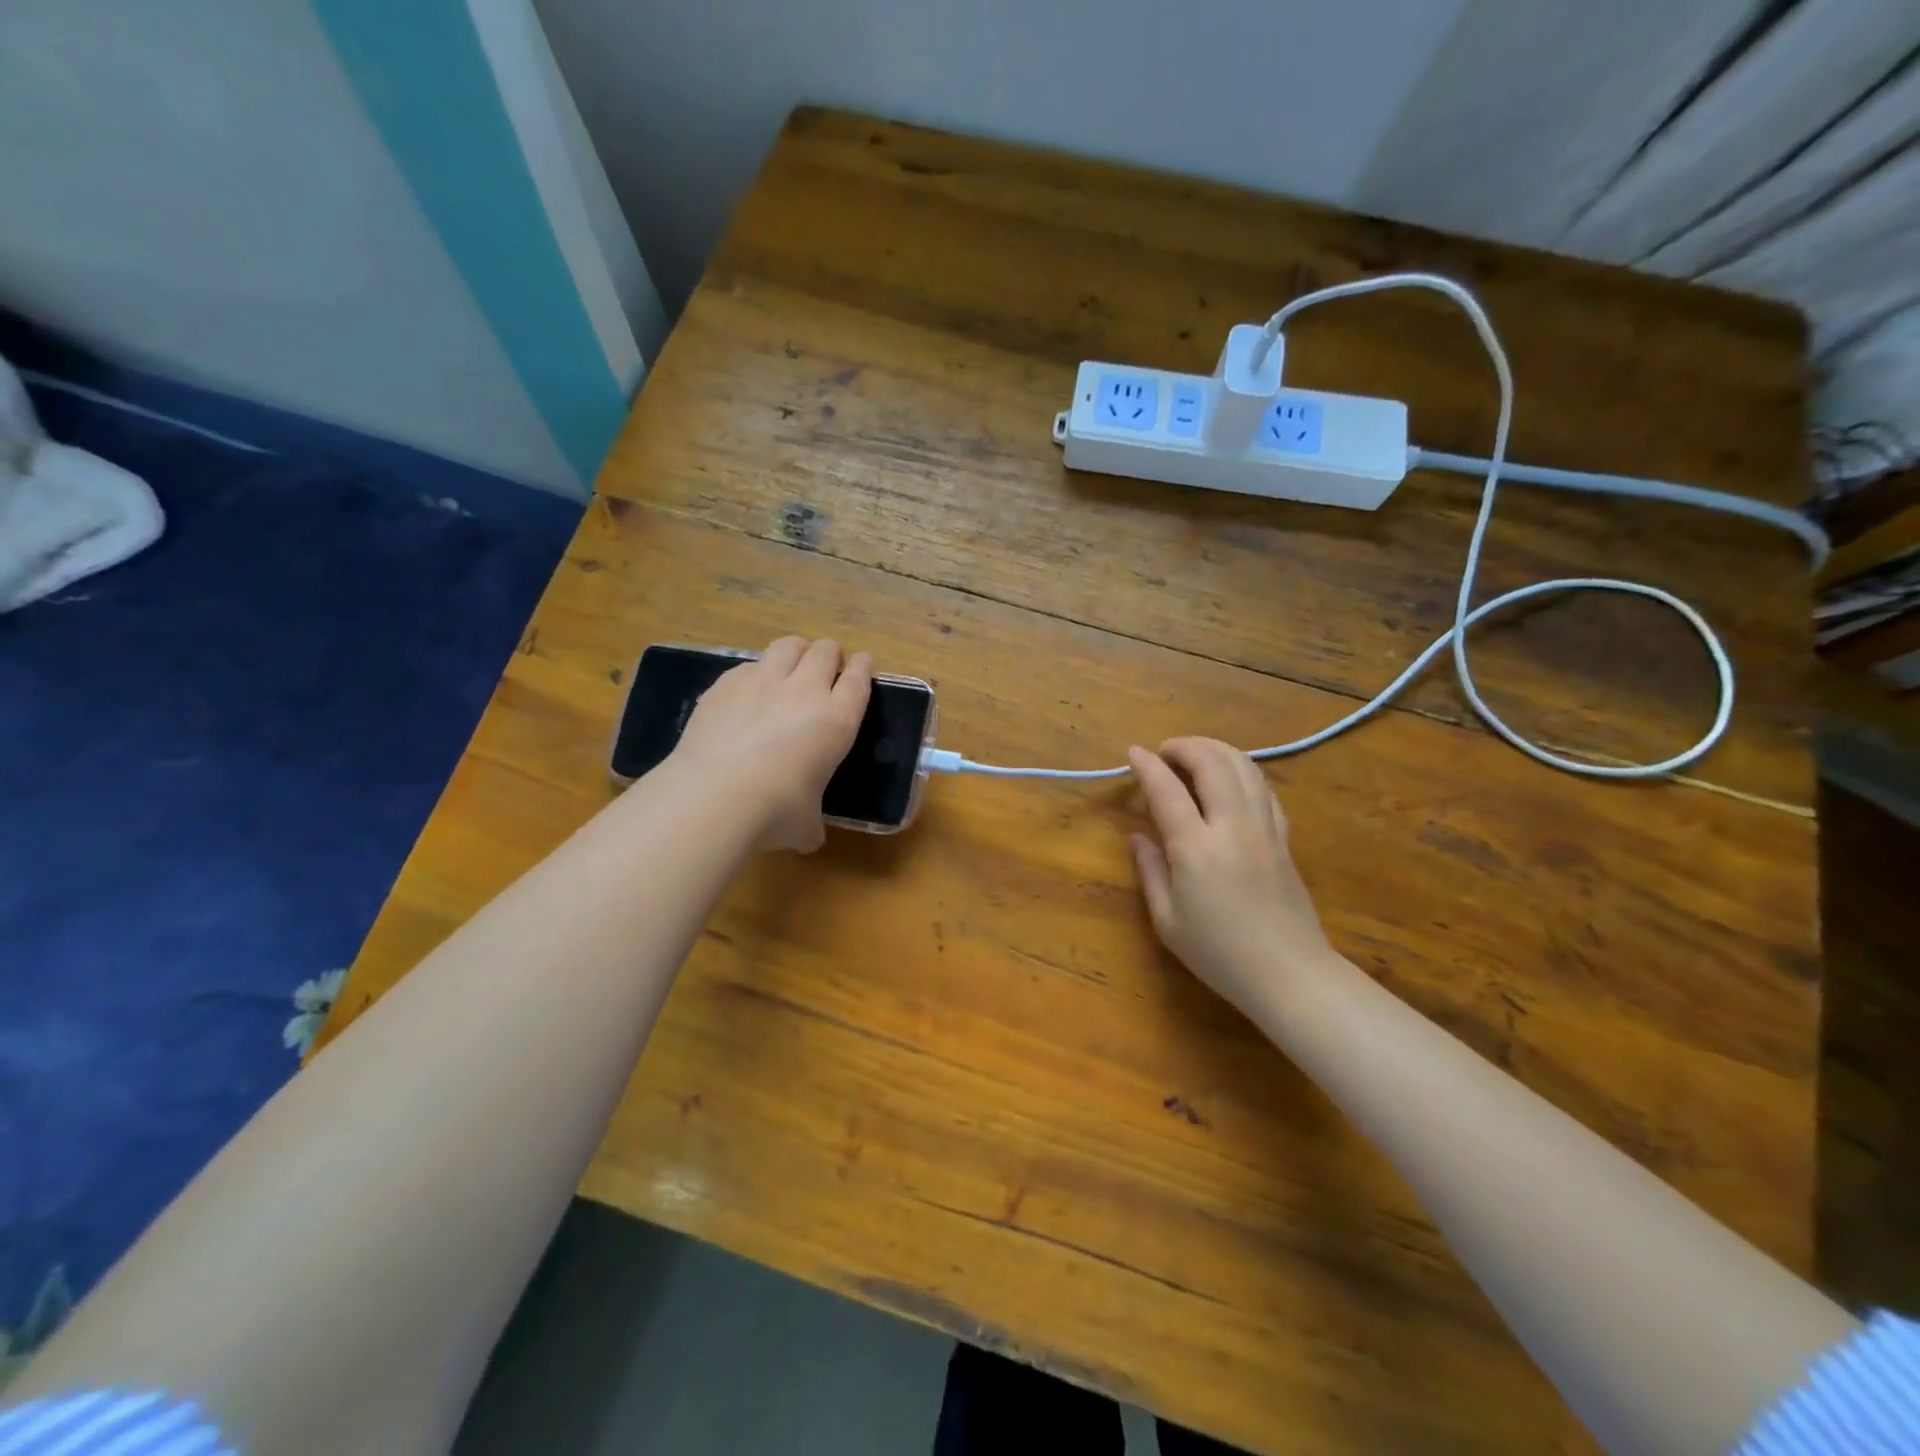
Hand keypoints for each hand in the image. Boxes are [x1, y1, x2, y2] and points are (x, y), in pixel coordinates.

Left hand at [669, 637, 871, 852]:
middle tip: (825, 670)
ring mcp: (763, 681)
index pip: (859, 680)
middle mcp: (805, 691)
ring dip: (796, 651)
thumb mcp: (806, 825)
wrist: (714, 797)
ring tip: (791, 665)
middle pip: (826, 651)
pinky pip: (749, 665)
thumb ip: (813, 821)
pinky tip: (748, 692)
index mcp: (837, 720)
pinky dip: (756, 672)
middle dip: (830, 656)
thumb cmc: (774, 812)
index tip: (862, 666)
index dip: (863, 669)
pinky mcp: (726, 683)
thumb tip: (809, 835)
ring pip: (789, 645)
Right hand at [1128, 738, 1336, 1019]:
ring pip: (1244, 767)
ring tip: (1195, 754)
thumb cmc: (1219, 954)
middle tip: (1164, 751)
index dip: (1147, 766)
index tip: (1133, 752)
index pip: (1167, 790)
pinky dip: (1243, 771)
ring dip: (1216, 750)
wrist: (1289, 974)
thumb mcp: (1167, 921)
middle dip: (1185, 746)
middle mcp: (1232, 827)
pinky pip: (1264, 788)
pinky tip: (1230, 779)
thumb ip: (1151, 872)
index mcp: (1196, 848)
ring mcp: (1263, 828)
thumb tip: (1138, 837)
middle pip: (1212, 763)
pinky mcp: (1283, 837)